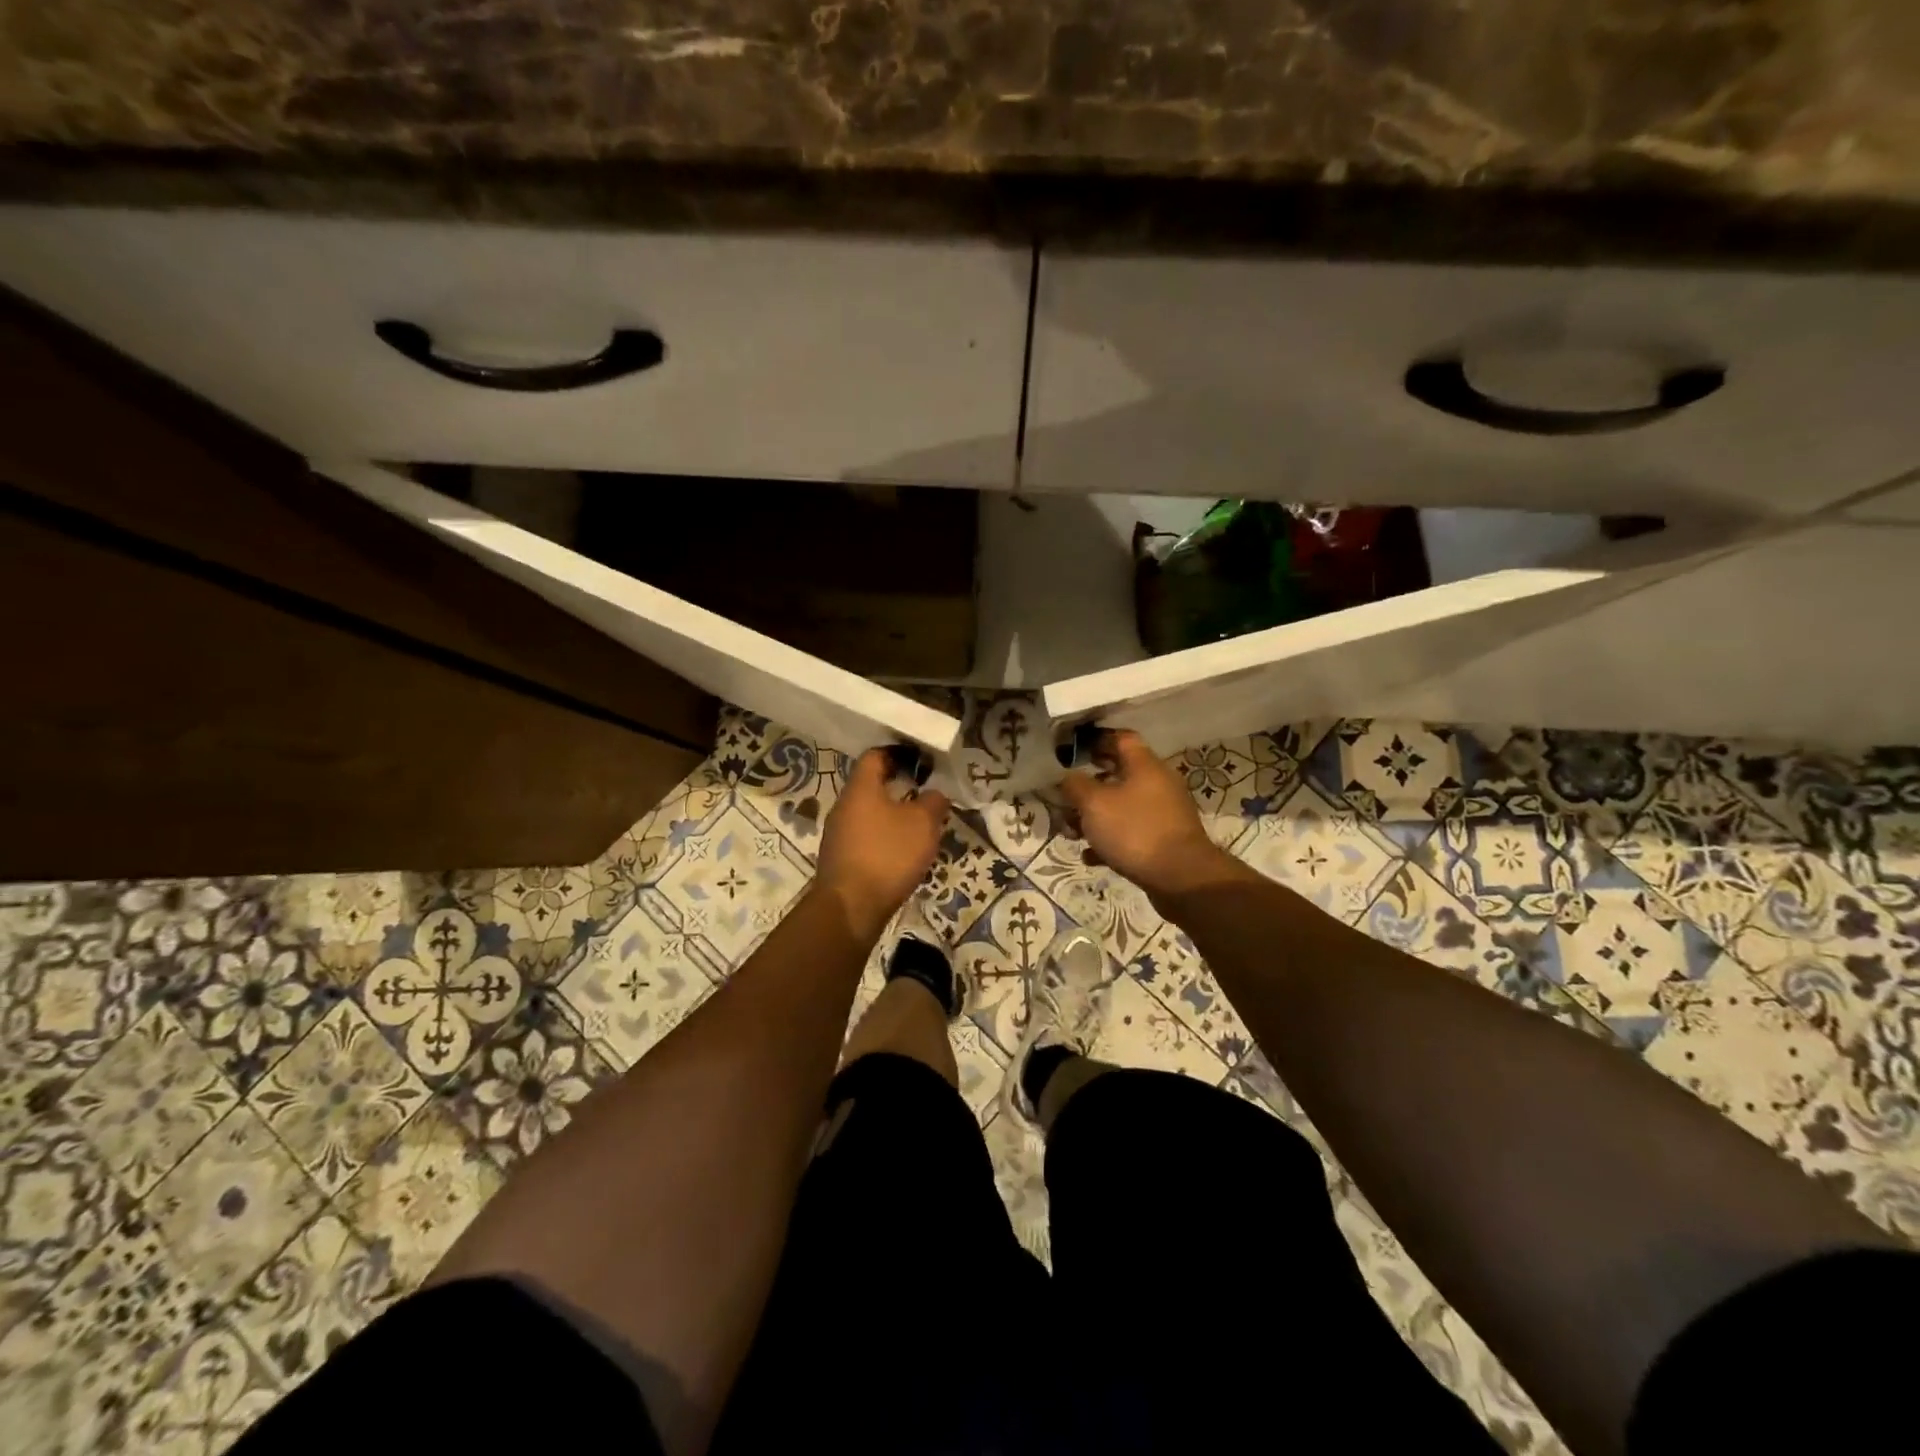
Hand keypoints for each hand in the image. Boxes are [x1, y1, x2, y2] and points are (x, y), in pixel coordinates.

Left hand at [815, 748, 952, 936]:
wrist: (850, 908)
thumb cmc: (888, 855)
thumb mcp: (923, 824)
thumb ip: (933, 802)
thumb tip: (933, 794)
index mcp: (860, 788)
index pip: (875, 756)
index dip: (898, 754)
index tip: (920, 762)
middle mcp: (843, 806)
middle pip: (870, 786)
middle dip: (897, 787)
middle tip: (924, 795)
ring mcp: (837, 834)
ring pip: (867, 814)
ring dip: (890, 816)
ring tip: (917, 827)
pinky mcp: (839, 860)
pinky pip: (864, 838)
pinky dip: (882, 839)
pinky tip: (900, 854)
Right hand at [1058, 730, 1234, 899]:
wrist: (1180, 878)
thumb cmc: (1134, 831)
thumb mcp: (1094, 804)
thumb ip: (1075, 785)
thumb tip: (1067, 778)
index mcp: (1145, 765)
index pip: (1121, 738)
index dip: (1096, 740)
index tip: (1072, 750)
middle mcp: (1158, 783)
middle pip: (1119, 774)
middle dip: (1089, 786)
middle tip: (1065, 796)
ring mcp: (1164, 813)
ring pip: (1122, 806)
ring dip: (1096, 816)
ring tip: (1072, 832)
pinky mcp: (1164, 840)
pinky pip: (1131, 832)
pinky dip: (1110, 840)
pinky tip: (1091, 855)